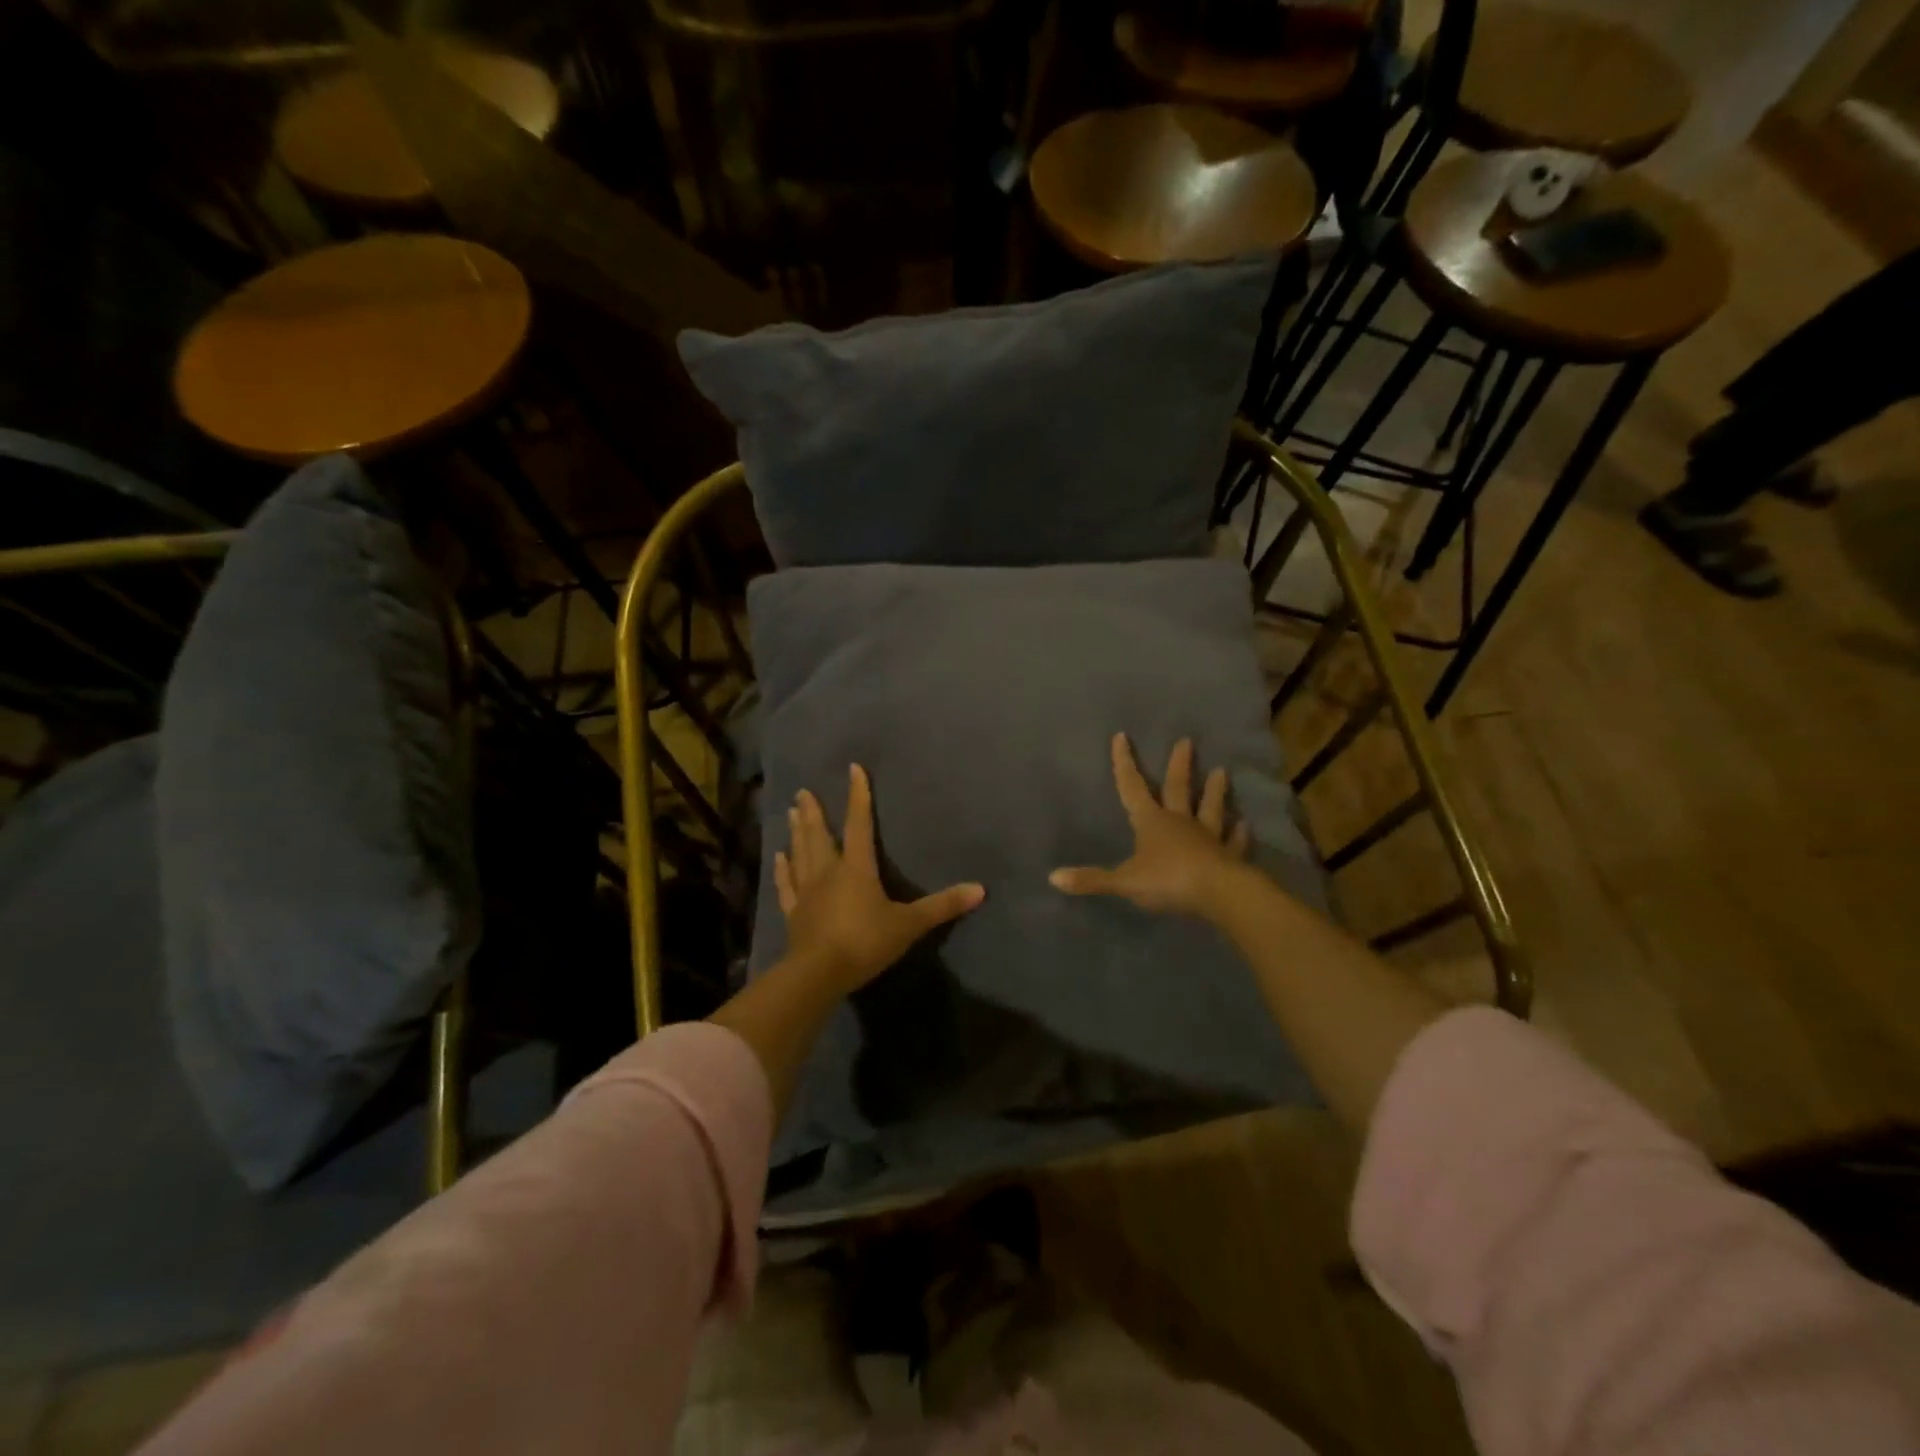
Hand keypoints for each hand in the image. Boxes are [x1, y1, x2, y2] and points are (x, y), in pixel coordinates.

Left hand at [776, 764, 985, 993]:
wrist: (818, 974)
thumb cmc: (865, 942)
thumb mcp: (909, 925)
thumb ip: (942, 906)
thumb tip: (981, 889)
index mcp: (857, 868)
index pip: (859, 823)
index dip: (858, 796)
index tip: (853, 769)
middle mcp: (828, 871)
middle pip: (820, 835)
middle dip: (815, 812)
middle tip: (803, 791)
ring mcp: (806, 892)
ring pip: (800, 853)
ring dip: (797, 832)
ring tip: (791, 811)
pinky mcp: (793, 913)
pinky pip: (786, 884)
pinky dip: (781, 870)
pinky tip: (777, 857)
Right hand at [1050, 734, 1250, 917]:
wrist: (1219, 894)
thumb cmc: (1168, 881)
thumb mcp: (1124, 881)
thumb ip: (1091, 880)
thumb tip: (1052, 877)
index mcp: (1151, 822)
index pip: (1132, 787)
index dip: (1124, 763)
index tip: (1122, 736)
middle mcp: (1180, 822)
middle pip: (1178, 788)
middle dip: (1179, 765)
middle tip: (1187, 741)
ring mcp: (1208, 837)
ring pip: (1210, 809)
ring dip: (1214, 791)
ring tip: (1222, 771)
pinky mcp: (1230, 856)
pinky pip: (1234, 842)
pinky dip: (1238, 834)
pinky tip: (1244, 825)